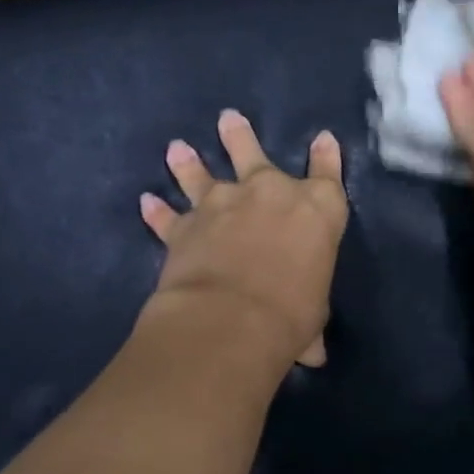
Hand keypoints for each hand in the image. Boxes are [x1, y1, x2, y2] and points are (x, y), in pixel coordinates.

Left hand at [140, 109, 347, 369]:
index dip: (326, 156)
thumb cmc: (292, 314)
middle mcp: (269, 194)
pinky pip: (168, 216)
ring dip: (189, 162)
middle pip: (253, 154)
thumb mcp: (312, 317)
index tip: (322, 139)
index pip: (327, 174)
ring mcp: (222, 205)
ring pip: (202, 174)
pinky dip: (156, 212)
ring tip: (178, 147)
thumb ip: (310, 325)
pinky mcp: (184, 227)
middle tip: (229, 118)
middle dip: (240, 137)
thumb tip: (314, 355)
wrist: (232, 318)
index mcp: (316, 210)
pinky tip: (146, 202)